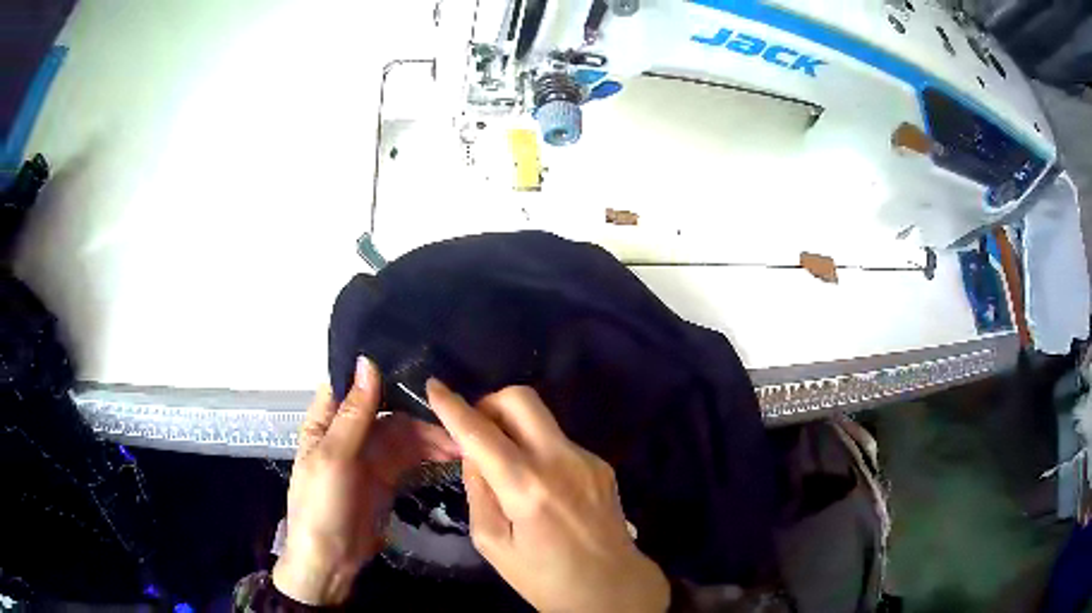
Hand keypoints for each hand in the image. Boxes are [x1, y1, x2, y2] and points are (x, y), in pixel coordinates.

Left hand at [273, 358, 459, 604]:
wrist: (332, 561)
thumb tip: (368, 361)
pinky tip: (453, 453)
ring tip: (463, 438)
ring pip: (404, 432)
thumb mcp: (334, 458)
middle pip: (387, 407)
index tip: (420, 358)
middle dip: (418, 406)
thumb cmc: (321, 506)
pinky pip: (411, 456)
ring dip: (431, 433)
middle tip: (456, 407)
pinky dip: (430, 452)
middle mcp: (349, 432)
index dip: (381, 369)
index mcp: (327, 420)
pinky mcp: (388, 476)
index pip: (353, 382)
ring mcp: (370, 455)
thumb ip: (354, 414)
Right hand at [426, 381, 669, 612]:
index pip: (481, 434)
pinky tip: (541, 486)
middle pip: (521, 399)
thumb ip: (479, 492)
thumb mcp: (494, 544)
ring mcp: (587, 459)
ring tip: (508, 469)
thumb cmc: (545, 578)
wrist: (613, 589)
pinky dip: (538, 450)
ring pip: (541, 419)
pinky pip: (558, 442)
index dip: (452, 406)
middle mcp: (561, 462)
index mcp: (528, 488)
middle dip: (490, 404)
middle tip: (478, 434)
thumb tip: (473, 454)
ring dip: (515, 429)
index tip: (434, 386)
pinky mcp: (602, 464)